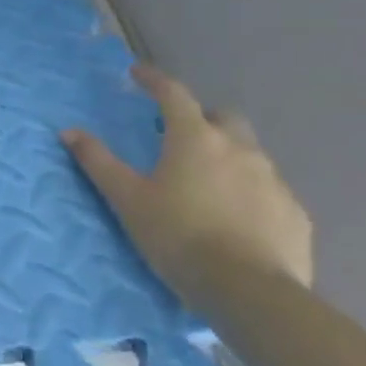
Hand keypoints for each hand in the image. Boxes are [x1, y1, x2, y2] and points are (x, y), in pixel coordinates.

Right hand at [62, 64, 312, 307]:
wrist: (249, 292)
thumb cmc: (178, 235)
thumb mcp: (127, 198)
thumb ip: (98, 161)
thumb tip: (69, 132)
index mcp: (195, 139)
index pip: (173, 94)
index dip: (154, 80)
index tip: (137, 74)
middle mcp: (239, 150)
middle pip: (223, 118)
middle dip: (201, 118)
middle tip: (178, 136)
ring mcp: (274, 181)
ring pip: (249, 154)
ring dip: (227, 156)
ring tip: (206, 182)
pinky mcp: (295, 214)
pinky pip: (269, 190)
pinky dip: (249, 191)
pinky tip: (235, 216)